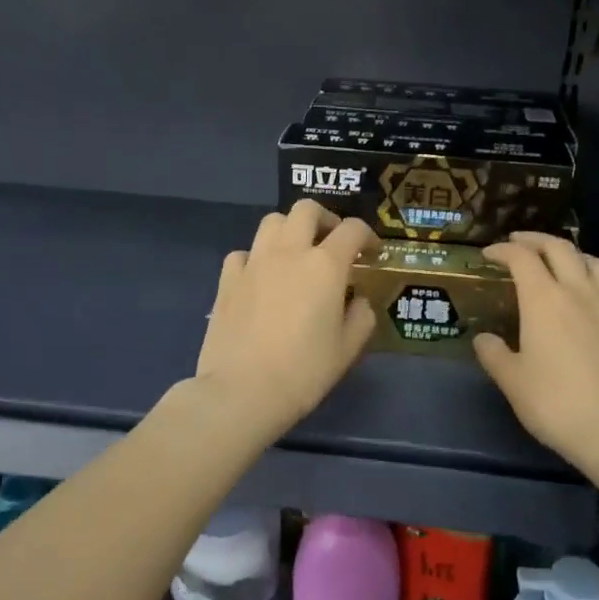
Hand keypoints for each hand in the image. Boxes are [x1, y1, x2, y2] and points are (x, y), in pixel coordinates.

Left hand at [195, 202, 377, 436]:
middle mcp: (289, 252)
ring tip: (296, 254)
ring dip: (290, 230)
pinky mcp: (227, 279)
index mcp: (325, 266)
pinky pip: (243, 253)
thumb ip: (360, 316)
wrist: (242, 390)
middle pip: (306, 209)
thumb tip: (355, 299)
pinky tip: (261, 278)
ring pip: (272, 222)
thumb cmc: (304, 372)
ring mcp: (254, 262)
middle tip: (332, 242)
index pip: (352, 230)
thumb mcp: (347, 349)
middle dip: (325, 219)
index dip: (367, 236)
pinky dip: (256, 258)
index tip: (371, 252)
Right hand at [474, 233, 598, 470]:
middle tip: (518, 243)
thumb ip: (494, 354)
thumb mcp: (512, 380)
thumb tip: (484, 339)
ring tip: (558, 260)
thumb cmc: (555, 403)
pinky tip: (583, 299)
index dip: (503, 250)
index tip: (488, 254)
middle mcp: (578, 294)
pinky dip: (591, 277)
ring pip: (593, 261)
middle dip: (535, 240)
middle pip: (560, 249)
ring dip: (571, 252)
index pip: (522, 258)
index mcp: (544, 300)